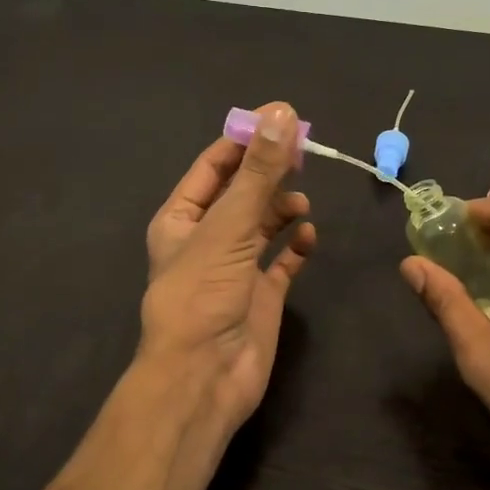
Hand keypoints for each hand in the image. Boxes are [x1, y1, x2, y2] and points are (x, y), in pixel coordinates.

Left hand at [140, 102, 316, 438]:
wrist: (205, 376)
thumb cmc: (203, 294)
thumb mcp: (228, 226)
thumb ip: (258, 173)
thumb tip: (280, 113)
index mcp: (182, 218)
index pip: (213, 167)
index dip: (245, 141)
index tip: (281, 119)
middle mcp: (207, 239)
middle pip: (242, 193)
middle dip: (269, 173)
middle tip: (304, 154)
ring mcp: (236, 268)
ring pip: (263, 225)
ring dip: (282, 209)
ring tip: (301, 203)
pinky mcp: (262, 294)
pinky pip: (283, 260)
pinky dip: (296, 246)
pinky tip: (307, 238)